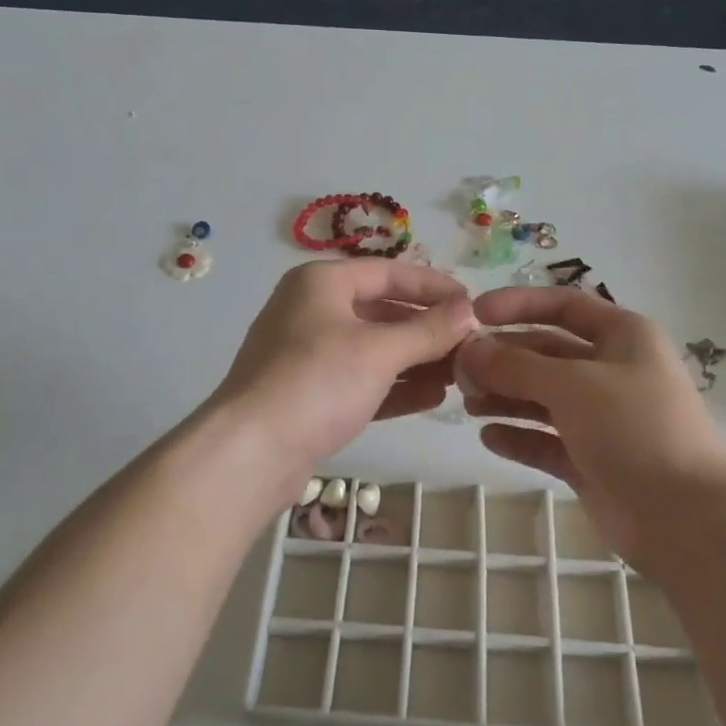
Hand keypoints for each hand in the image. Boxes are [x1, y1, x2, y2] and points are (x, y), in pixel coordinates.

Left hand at [211, 259, 476, 469]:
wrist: (250, 453)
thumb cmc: (316, 382)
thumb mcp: (380, 351)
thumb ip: (429, 329)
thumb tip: (470, 311)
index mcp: (322, 283)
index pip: (389, 273)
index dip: (434, 287)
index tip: (474, 303)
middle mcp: (313, 311)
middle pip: (383, 311)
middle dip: (428, 329)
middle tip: (472, 344)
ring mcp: (309, 355)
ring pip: (374, 349)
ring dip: (417, 360)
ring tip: (461, 373)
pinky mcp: (311, 395)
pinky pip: (363, 381)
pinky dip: (395, 386)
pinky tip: (433, 396)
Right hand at [456, 288, 725, 574]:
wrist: (687, 518)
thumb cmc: (635, 429)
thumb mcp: (573, 384)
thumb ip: (516, 365)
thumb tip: (468, 350)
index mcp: (622, 337)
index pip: (563, 305)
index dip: (518, 305)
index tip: (473, 314)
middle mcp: (611, 371)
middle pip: (546, 353)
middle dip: (503, 358)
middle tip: (458, 370)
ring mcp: (601, 418)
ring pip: (542, 397)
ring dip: (505, 396)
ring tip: (468, 403)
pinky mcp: (590, 459)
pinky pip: (545, 440)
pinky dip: (518, 436)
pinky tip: (488, 437)